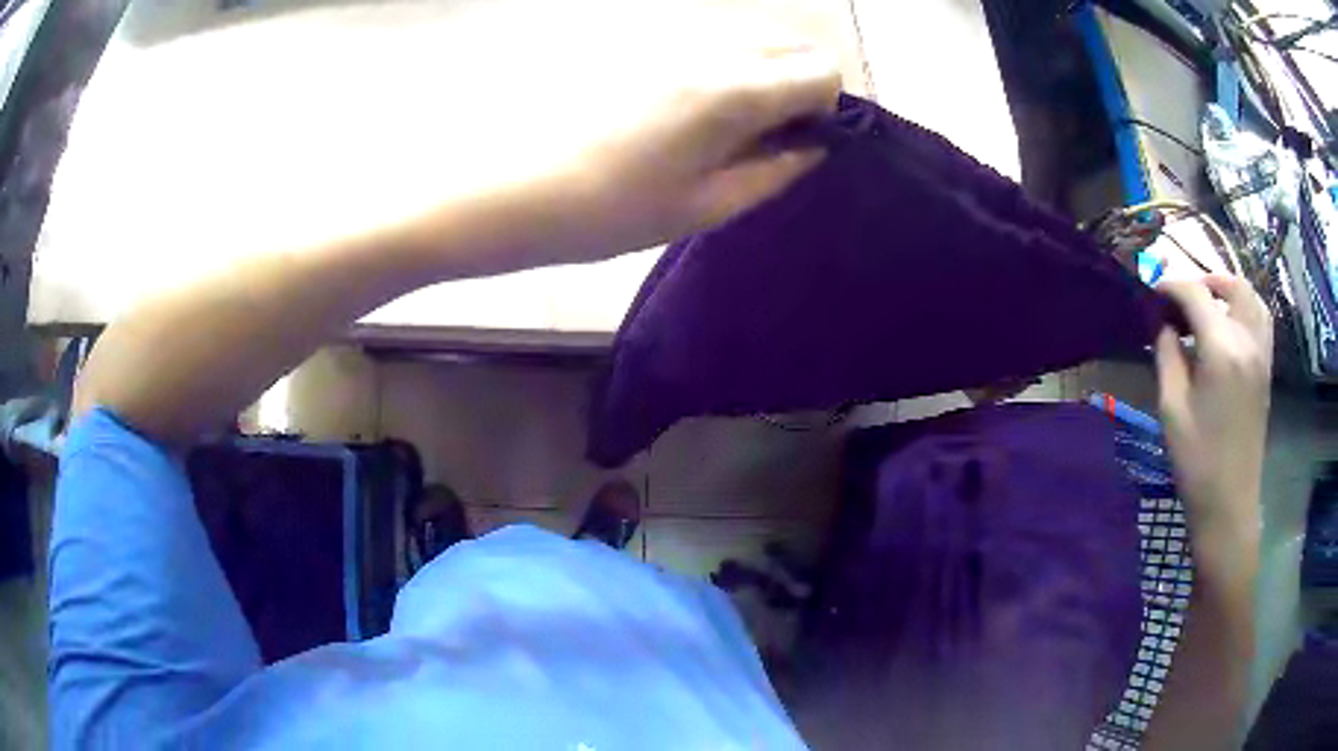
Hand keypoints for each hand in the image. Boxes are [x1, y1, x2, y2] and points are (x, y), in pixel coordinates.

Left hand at [117, 0, 839, 275]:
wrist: (484, 189)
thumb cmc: (592, 212)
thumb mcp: (695, 209)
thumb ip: (770, 175)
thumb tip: (812, 150)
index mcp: (731, 88)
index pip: (822, 69)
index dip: (828, 108)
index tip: (805, 145)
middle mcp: (704, 47)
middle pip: (788, 44)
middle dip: (796, 88)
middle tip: (766, 144)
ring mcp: (661, 40)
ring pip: (742, 43)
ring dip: (754, 81)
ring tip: (716, 138)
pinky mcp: (625, 45)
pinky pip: (698, 48)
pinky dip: (712, 75)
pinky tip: (673, 119)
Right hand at [1154, 275, 1271, 561]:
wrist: (1229, 503)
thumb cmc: (1196, 460)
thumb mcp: (1172, 407)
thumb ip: (1167, 355)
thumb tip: (1163, 324)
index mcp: (1222, 349)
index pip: (1195, 294)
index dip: (1171, 286)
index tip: (1152, 293)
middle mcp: (1247, 340)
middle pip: (1230, 284)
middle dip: (1203, 281)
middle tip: (1182, 299)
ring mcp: (1262, 353)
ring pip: (1251, 296)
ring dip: (1227, 290)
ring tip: (1208, 305)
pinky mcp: (1266, 368)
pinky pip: (1261, 318)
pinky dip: (1245, 307)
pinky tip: (1230, 325)